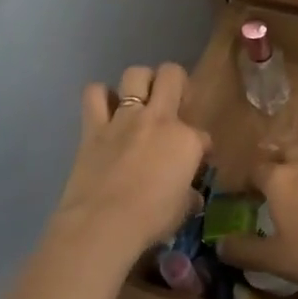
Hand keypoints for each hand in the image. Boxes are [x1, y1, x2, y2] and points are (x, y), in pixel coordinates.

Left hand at [48, 63, 209, 266]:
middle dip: (176, 83)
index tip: (196, 161)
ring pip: (135, 74)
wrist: (103, 224)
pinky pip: (94, 94)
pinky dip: (101, 97)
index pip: (203, 135)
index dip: (201, 149)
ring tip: (140, 100)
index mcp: (187, 140)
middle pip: (171, 75)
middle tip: (173, 104)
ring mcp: (124, 118)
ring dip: (140, 83)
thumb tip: (192, 196)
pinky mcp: (94, 127)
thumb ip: (188, 196)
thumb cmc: (150, 220)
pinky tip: (106, 109)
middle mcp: (158, 119)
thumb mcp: (181, 210)